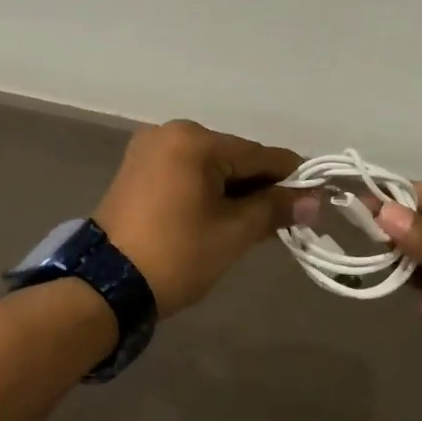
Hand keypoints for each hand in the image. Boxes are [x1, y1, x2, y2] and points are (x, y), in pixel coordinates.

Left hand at [94, 120, 305, 317]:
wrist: (105, 288)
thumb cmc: (176, 255)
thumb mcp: (233, 233)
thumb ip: (275, 208)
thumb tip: (315, 199)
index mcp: (194, 140)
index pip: (258, 155)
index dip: (291, 177)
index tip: (316, 197)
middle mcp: (171, 132)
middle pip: (234, 157)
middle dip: (259, 187)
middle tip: (284, 221)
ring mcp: (150, 149)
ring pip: (210, 166)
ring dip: (234, 190)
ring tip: (254, 224)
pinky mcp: (137, 169)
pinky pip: (187, 173)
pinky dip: (207, 191)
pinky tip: (221, 216)